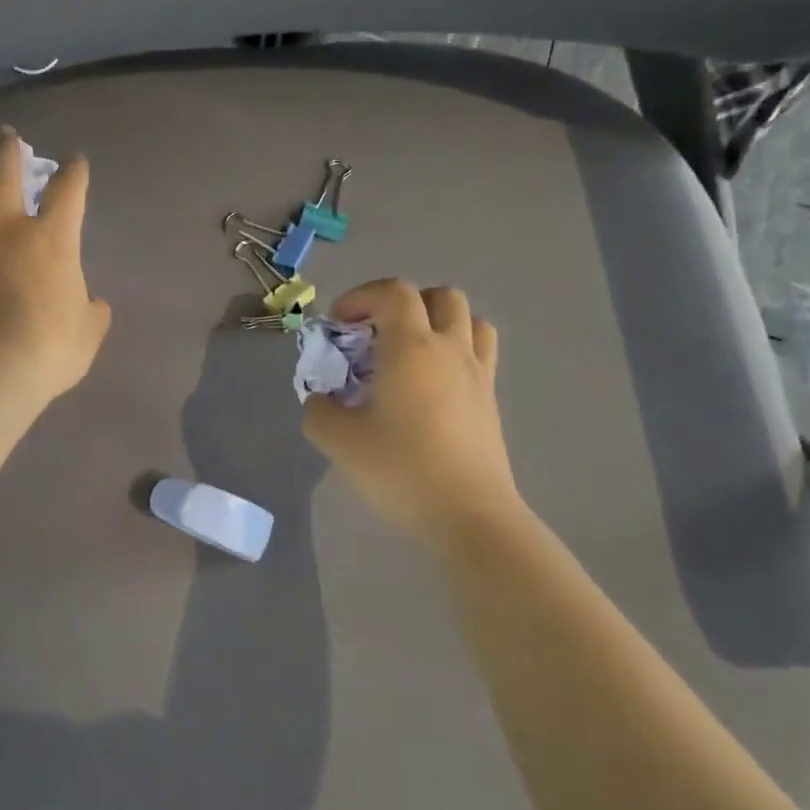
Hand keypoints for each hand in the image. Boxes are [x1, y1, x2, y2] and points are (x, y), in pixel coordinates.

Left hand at [0, 129, 112, 407]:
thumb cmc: (48, 349)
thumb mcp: (88, 334)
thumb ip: (93, 314)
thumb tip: (95, 304)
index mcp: (51, 240)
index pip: (67, 192)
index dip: (73, 173)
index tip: (75, 161)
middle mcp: (4, 231)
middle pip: (2, 176)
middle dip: (7, 152)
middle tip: (7, 137)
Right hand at [302, 279, 524, 542]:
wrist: (469, 517)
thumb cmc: (400, 471)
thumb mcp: (339, 441)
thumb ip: (318, 410)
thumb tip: (322, 399)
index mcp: (411, 347)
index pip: (394, 292)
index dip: (361, 296)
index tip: (339, 324)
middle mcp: (450, 349)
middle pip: (440, 296)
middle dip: (403, 304)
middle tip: (377, 335)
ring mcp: (478, 374)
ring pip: (469, 320)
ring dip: (437, 322)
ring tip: (410, 353)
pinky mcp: (491, 401)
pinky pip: (479, 354)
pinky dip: (455, 351)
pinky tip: (431, 387)